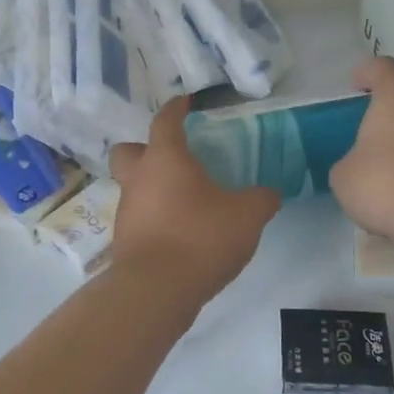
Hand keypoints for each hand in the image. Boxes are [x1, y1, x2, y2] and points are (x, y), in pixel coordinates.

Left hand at [110, 98, 280, 302]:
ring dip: (153, 188)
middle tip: (172, 158)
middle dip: (145, 149)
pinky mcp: (124, 241)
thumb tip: (269, 193)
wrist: (156, 290)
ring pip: (133, 187)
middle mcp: (138, 179)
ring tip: (184, 201)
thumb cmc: (200, 238)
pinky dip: (155, 218)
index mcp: (165, 159)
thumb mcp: (247, 216)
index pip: (165, 121)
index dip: (176, 109)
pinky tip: (179, 232)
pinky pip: (139, 218)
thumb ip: (261, 199)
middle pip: (128, 152)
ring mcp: (126, 211)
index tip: (185, 103)